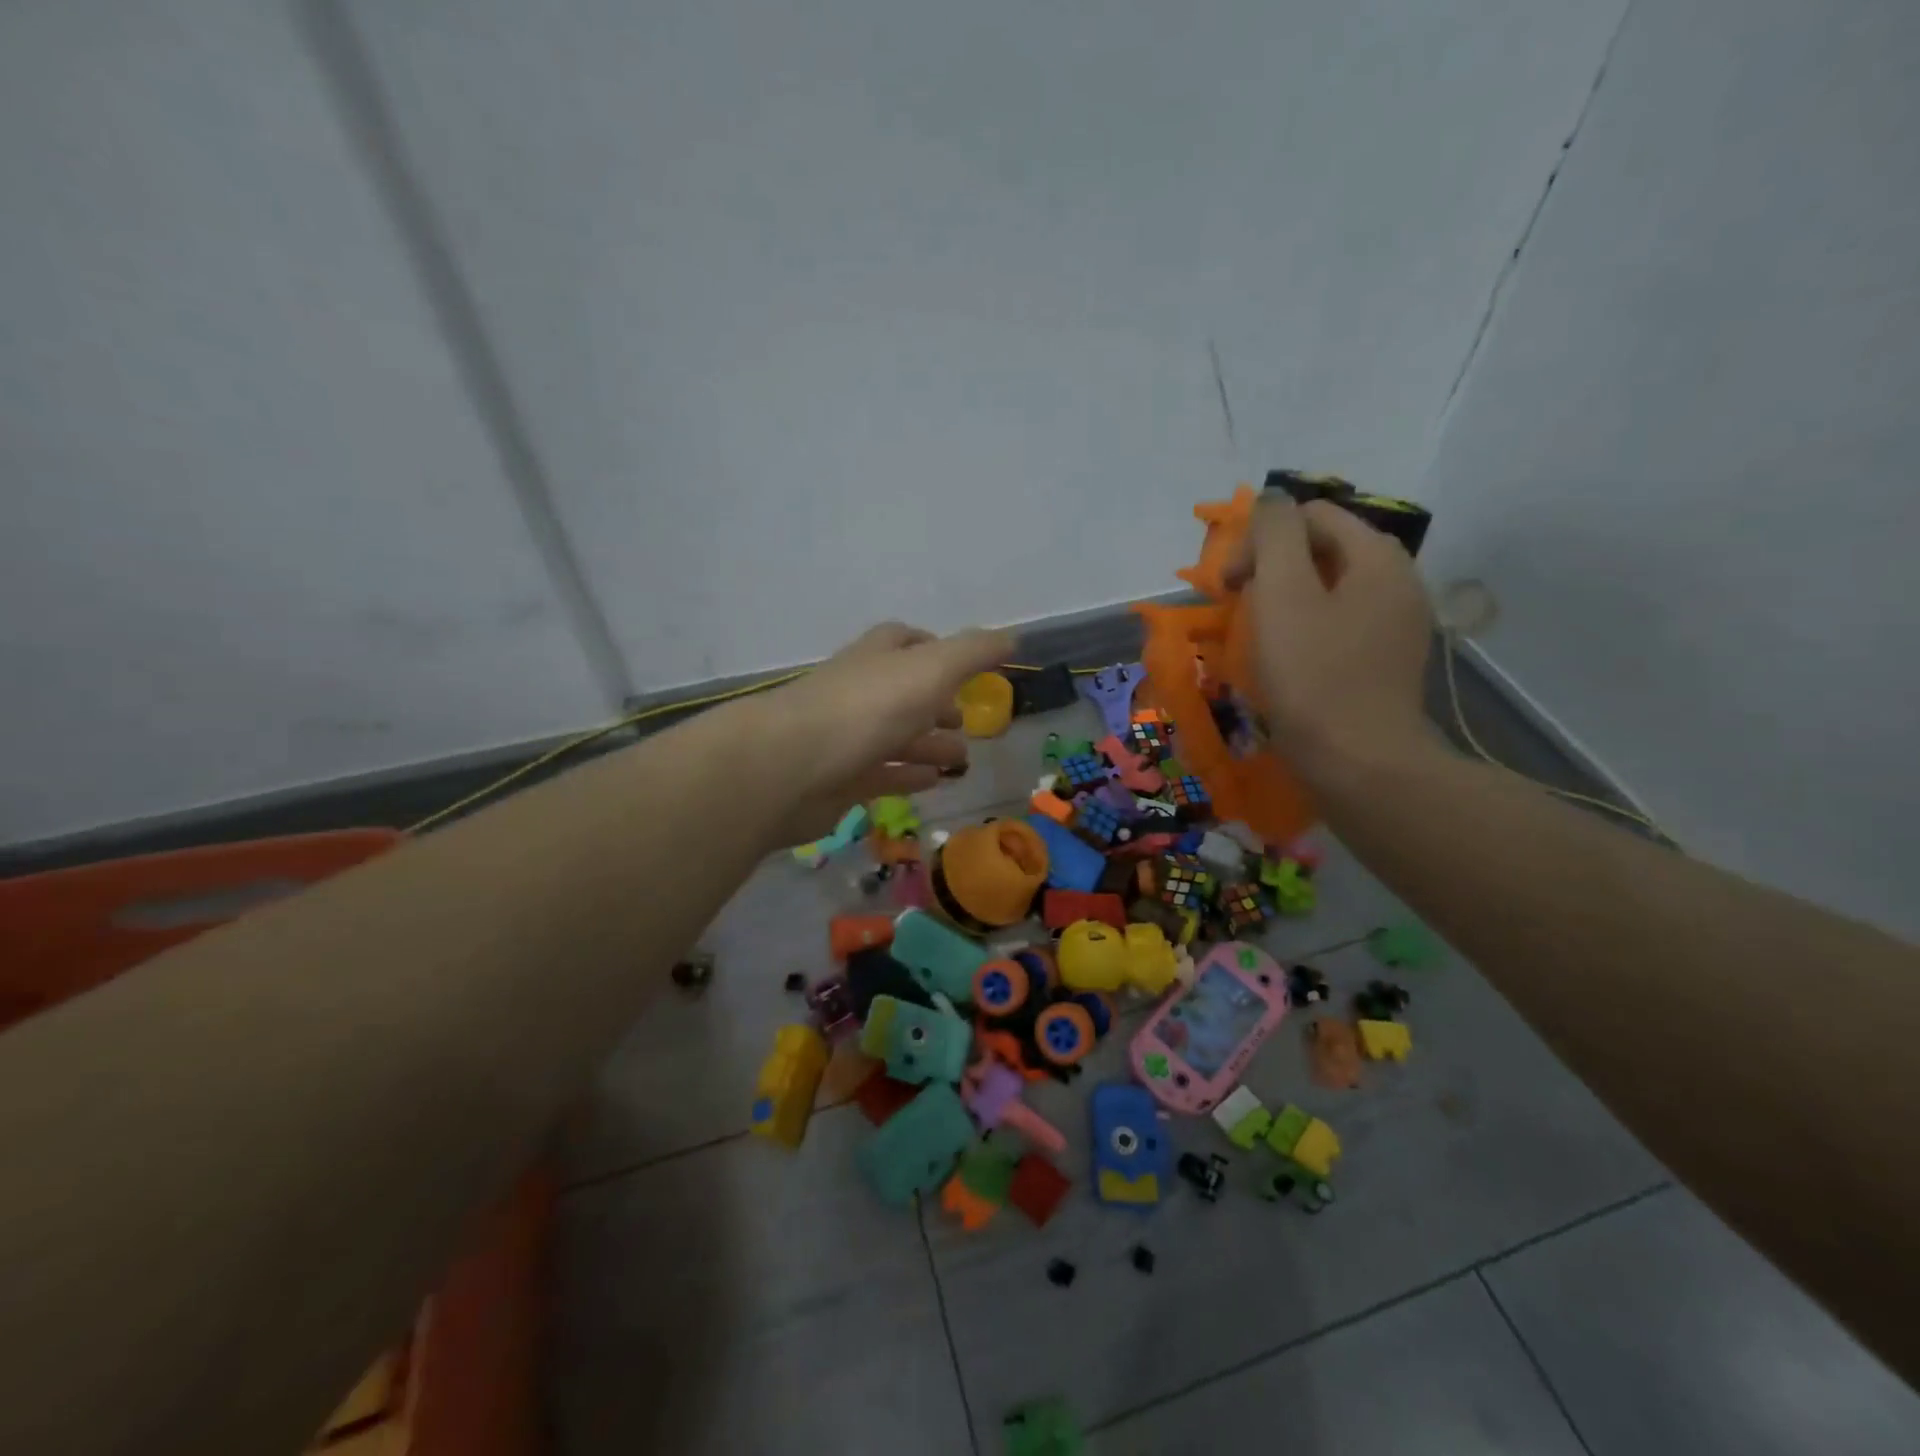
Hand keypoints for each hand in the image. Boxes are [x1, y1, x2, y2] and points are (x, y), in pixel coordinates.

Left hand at [744, 621, 1014, 845]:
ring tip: (962, 759)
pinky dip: (908, 775)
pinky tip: (933, 781)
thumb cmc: (866, 709)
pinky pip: (880, 774)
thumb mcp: (931, 671)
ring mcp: (845, 736)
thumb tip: (1011, 637)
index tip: (964, 666)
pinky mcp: (838, 779)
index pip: (904, 640)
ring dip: (928, 743)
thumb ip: (973, 653)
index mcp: (876, 658)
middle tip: (967, 720)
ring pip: (894, 736)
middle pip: (901, 692)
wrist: (789, 767)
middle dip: (935, 703)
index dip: (934, 648)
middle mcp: (858, 691)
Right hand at [1228, 497, 1434, 782]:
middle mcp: (1399, 580)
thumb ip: (1274, 535)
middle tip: (1240, 608)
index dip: (1261, 540)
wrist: (1360, 763)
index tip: (1231, 587)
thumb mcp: (1282, 593)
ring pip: (1330, 588)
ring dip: (1286, 599)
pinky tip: (1288, 660)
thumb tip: (1271, 499)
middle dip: (1273, 568)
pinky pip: (1340, 623)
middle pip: (1323, 549)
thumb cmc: (1313, 676)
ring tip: (1258, 634)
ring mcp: (1398, 623)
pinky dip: (1307, 628)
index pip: (1311, 515)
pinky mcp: (1387, 660)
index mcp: (1378, 556)